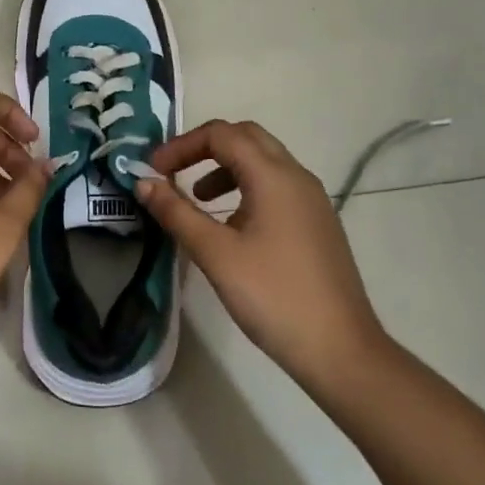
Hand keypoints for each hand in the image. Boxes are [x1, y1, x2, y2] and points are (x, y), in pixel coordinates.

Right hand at [135, 120, 388, 389]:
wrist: (340, 350)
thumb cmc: (273, 297)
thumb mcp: (215, 254)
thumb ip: (177, 213)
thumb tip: (144, 182)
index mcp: (274, 176)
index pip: (222, 134)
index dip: (182, 145)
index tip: (154, 170)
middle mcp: (297, 177)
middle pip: (246, 137)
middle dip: (205, 148)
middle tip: (173, 172)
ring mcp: (312, 200)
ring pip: (264, 161)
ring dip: (225, 168)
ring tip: (198, 200)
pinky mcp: (318, 223)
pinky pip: (277, 186)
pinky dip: (246, 188)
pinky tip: (232, 226)